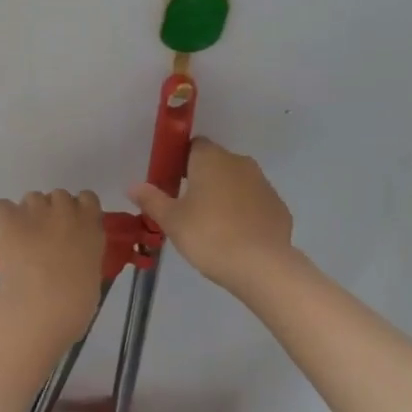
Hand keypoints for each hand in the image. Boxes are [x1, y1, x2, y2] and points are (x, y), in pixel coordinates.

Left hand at [0, 189, 105, 329]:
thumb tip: (73, 257)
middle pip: (58, 196)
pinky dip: (2, 217)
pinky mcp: (8, 217)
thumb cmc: (76, 300)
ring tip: (22, 239)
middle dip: (52, 213)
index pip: (87, 198)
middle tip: (46, 238)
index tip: (72, 228)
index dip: (78, 210)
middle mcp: (65, 208)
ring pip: (31, 198)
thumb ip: (85, 254)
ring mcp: (35, 209)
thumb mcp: (93, 273)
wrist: (43, 304)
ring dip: (29, 214)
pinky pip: (1, 206)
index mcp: (91, 222)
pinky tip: (3, 234)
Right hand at [130, 138, 293, 292]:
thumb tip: (133, 186)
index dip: (182, 161)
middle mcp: (239, 162)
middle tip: (189, 209)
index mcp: (211, 159)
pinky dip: (246, 213)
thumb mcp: (172, 221)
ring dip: (226, 195)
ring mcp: (263, 183)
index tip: (173, 183)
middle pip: (217, 163)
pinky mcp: (278, 206)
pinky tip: (237, 237)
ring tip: (213, 226)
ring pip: (238, 182)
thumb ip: (152, 200)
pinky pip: (255, 203)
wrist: (261, 265)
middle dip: (203, 180)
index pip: (194, 145)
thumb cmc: (209, 236)